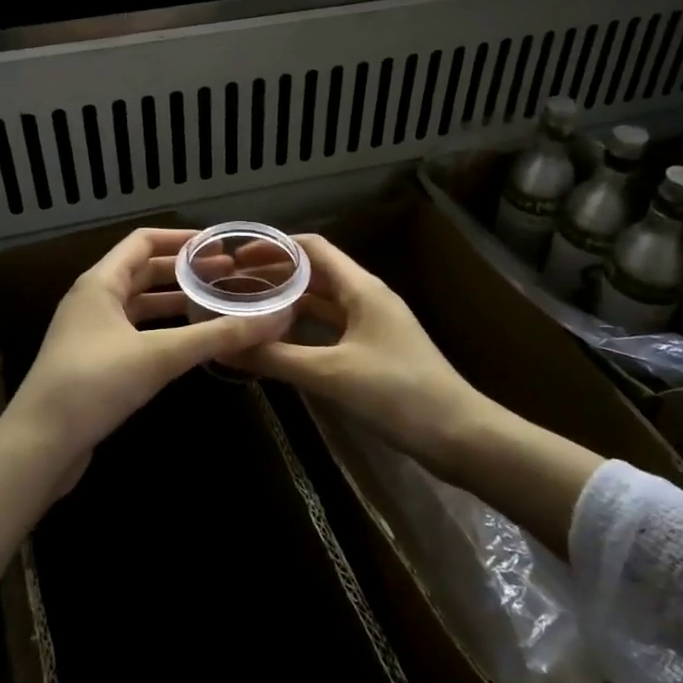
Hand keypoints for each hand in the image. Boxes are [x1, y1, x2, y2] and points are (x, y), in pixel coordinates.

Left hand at [1, 228, 293, 476]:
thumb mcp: (160, 356)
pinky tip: (188, 342)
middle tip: (228, 276)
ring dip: (174, 300)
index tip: (220, 246)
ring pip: (139, 304)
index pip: (143, 241)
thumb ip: (216, 335)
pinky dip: (162, 328)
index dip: (181, 239)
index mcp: (100, 283)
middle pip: (143, 271)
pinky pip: (135, 331)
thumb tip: (274, 319)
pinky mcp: (94, 362)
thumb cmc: (94, 385)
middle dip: (184, 271)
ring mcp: (91, 332)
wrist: (39, 445)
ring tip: (216, 303)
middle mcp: (93, 300)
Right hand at [233, 236, 487, 473]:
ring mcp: (374, 325)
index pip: (313, 248)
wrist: (459, 434)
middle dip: (276, 275)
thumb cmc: (396, 393)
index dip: (274, 247)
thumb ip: (275, 358)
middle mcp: (368, 298)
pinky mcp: (376, 351)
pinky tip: (280, 343)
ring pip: (324, 302)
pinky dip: (305, 329)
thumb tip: (223, 347)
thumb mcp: (330, 374)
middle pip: (316, 273)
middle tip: (233, 286)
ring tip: (248, 310)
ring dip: (289, 303)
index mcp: (362, 288)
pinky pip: (332, 328)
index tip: (236, 259)